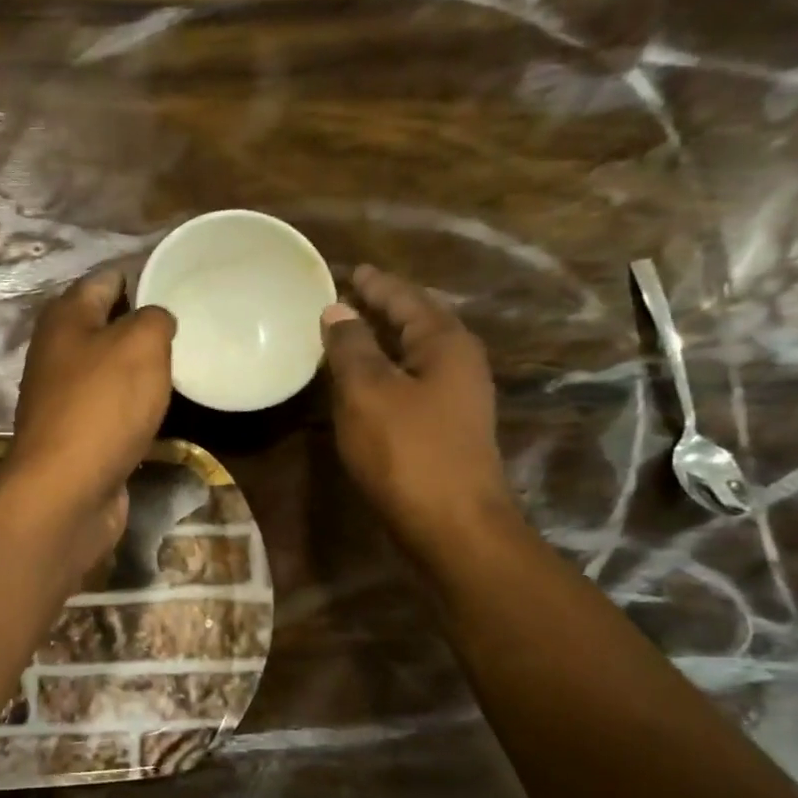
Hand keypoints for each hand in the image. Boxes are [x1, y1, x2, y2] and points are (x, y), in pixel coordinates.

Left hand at [7, 270, 175, 551]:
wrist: (67, 490)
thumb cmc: (102, 406)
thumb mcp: (141, 344)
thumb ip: (155, 318)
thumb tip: (157, 320)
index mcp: (66, 318)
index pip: (106, 279)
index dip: (142, 277)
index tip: (180, 285)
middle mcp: (57, 352)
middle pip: (106, 326)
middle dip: (144, 326)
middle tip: (189, 330)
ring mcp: (64, 397)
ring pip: (110, 370)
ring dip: (141, 370)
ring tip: (184, 367)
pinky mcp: (76, 435)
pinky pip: (112, 409)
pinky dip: (134, 407)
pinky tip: (162, 411)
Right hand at [322, 264, 517, 544]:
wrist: (452, 526)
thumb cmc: (407, 452)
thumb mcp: (368, 392)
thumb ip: (351, 347)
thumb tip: (338, 311)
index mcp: (445, 343)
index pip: (406, 299)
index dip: (376, 285)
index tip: (350, 271)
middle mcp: (459, 364)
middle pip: (417, 323)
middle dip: (383, 309)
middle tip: (348, 298)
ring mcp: (457, 399)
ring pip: (414, 356)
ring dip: (383, 343)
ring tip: (349, 336)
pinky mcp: (446, 430)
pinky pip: (411, 384)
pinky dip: (386, 374)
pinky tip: (363, 385)